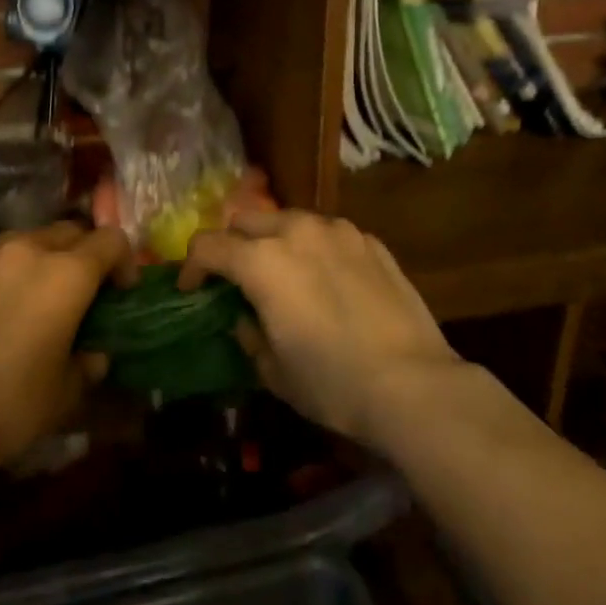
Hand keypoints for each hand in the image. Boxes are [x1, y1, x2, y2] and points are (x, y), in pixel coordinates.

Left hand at [0, 222, 133, 469]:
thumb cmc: (12, 406)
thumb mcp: (67, 391)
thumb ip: (89, 362)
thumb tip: (93, 354)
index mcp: (67, 274)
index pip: (111, 240)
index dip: (123, 261)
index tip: (120, 290)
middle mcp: (25, 251)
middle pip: (67, 231)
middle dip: (80, 254)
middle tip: (76, 292)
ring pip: (20, 241)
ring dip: (34, 261)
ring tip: (25, 298)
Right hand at [178, 211, 459, 447]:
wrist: (413, 384)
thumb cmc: (332, 383)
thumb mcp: (274, 370)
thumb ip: (249, 334)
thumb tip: (246, 318)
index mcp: (262, 261)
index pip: (208, 245)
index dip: (191, 267)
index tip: (192, 289)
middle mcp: (297, 231)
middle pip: (246, 220)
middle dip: (233, 244)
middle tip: (236, 278)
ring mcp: (339, 231)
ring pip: (290, 220)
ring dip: (275, 241)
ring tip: (285, 274)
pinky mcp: (371, 241)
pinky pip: (329, 234)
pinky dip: (316, 249)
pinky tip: (329, 281)